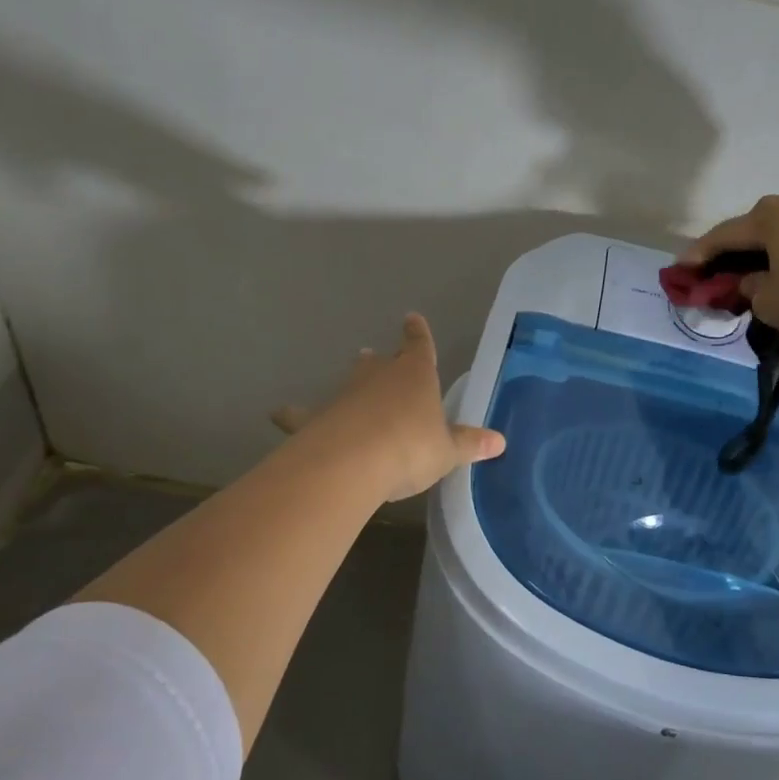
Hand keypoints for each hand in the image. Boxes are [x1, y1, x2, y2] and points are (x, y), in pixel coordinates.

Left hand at [272, 314, 505, 502]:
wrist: (354, 461)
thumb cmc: (410, 448)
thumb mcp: (447, 451)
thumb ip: (469, 444)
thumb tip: (500, 441)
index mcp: (416, 376)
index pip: (420, 347)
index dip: (418, 334)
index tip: (412, 318)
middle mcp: (379, 377)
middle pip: (382, 363)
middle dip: (383, 360)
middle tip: (375, 355)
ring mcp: (346, 395)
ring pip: (350, 382)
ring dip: (353, 381)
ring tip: (352, 377)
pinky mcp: (317, 418)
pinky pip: (304, 414)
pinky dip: (294, 414)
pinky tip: (278, 414)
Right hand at [679, 195, 778, 344]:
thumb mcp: (768, 302)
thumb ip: (750, 288)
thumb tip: (754, 281)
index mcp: (769, 217)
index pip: (723, 235)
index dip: (698, 254)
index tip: (680, 269)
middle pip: (753, 228)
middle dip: (731, 250)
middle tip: (715, 271)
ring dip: (764, 253)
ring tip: (752, 275)